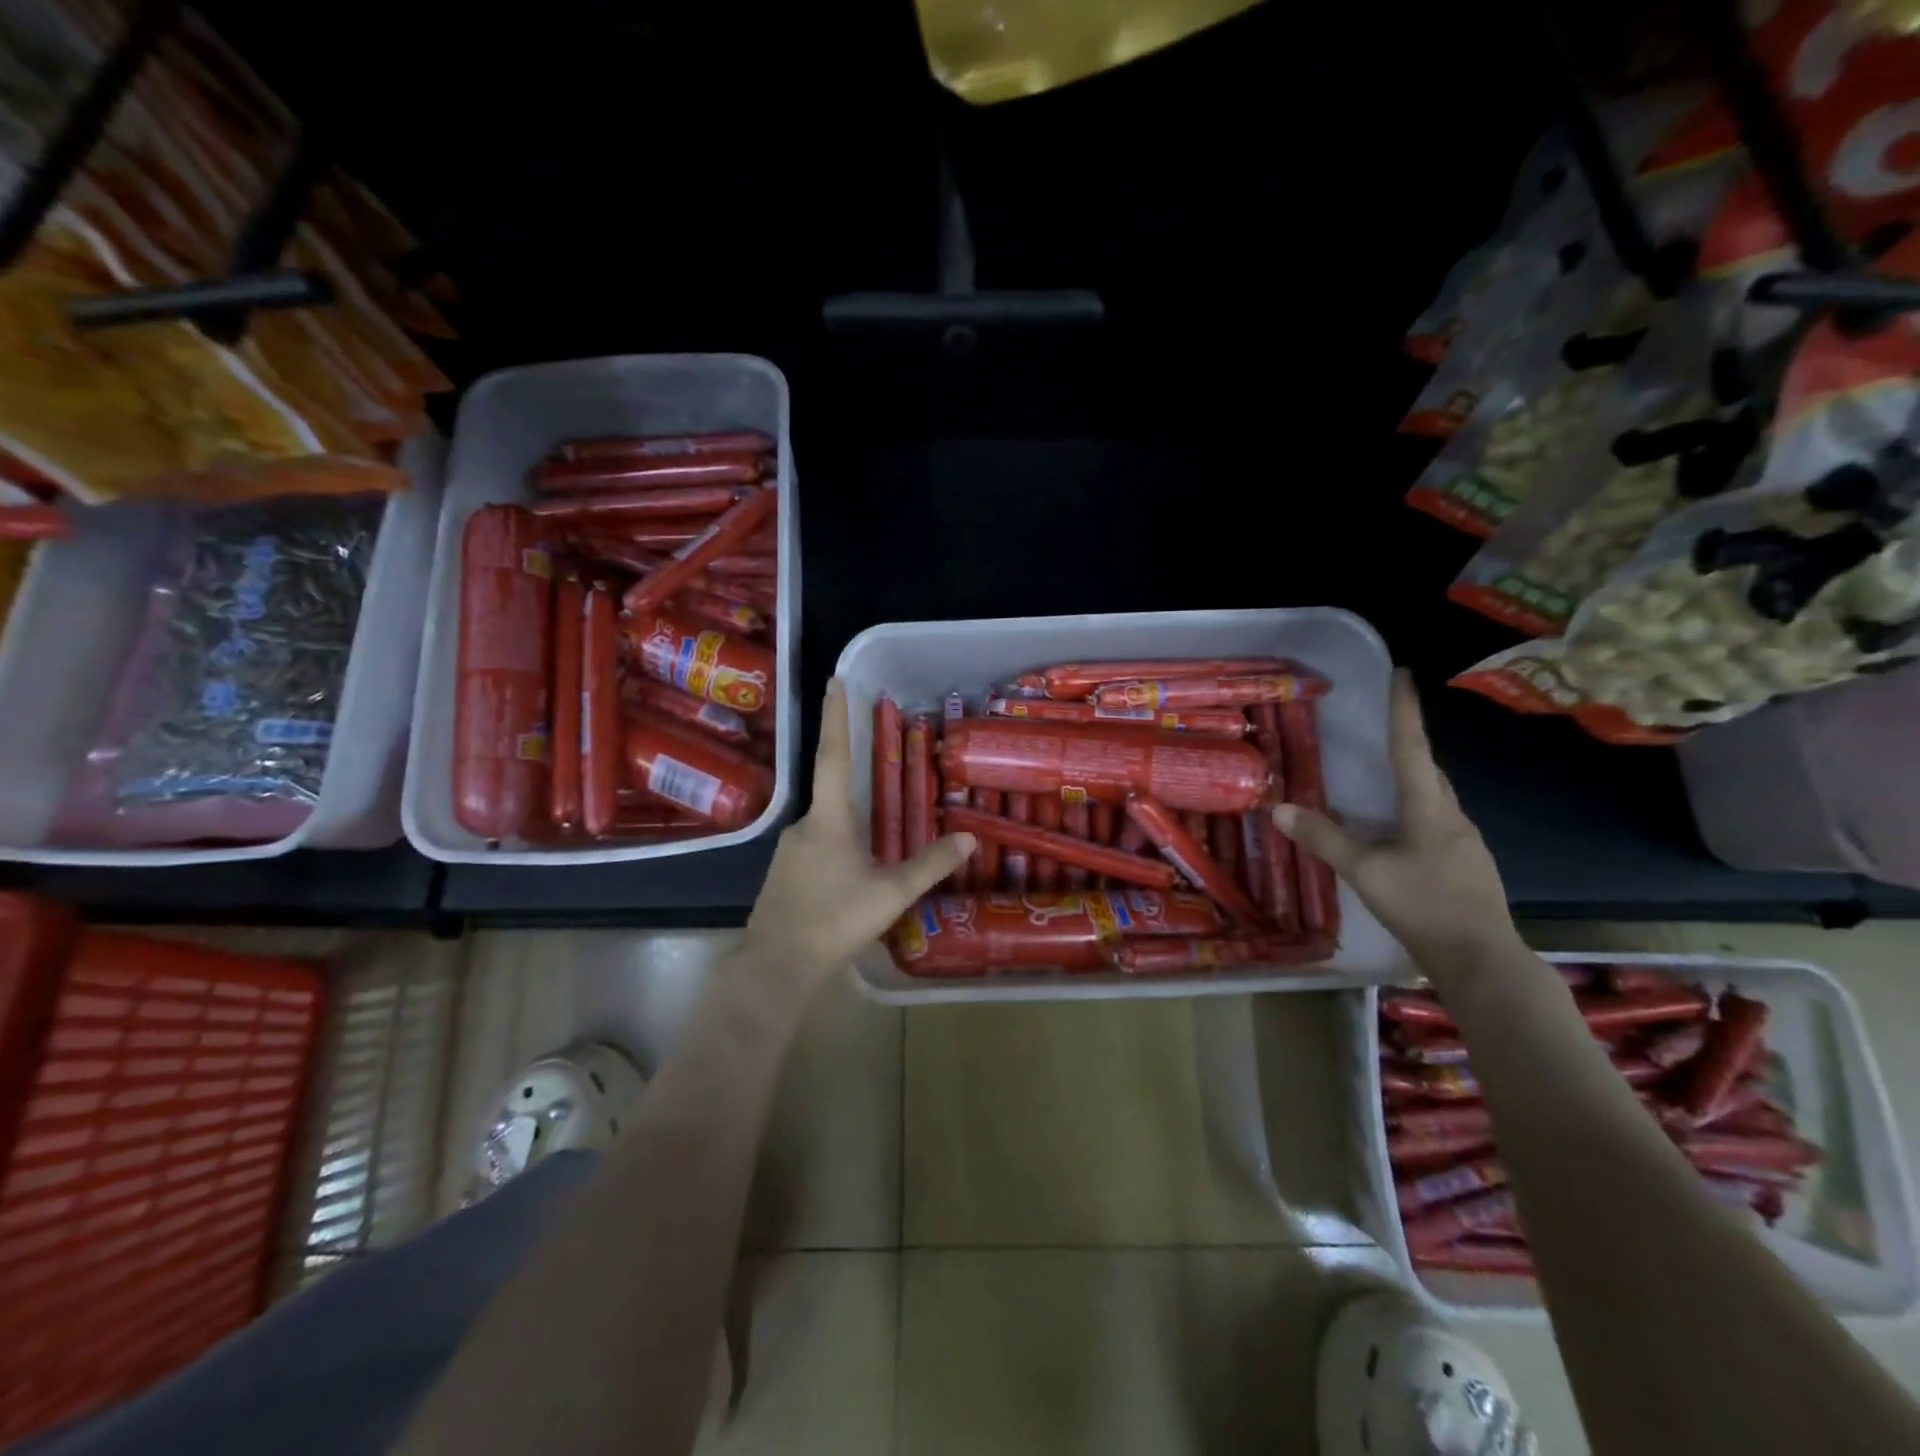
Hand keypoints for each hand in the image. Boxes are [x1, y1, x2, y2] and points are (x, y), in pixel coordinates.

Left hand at [740, 679, 974, 994]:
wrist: (776, 966)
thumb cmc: (834, 920)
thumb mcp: (890, 893)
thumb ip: (930, 864)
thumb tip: (968, 838)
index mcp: (828, 819)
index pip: (833, 755)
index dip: (835, 716)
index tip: (834, 680)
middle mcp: (804, 825)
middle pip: (835, 794)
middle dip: (858, 784)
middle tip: (886, 780)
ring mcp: (791, 850)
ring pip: (829, 826)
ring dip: (853, 827)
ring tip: (880, 844)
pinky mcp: (786, 874)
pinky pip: (820, 848)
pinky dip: (841, 850)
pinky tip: (857, 875)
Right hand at [1274, 669, 1521, 984]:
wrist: (1481, 960)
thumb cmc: (1423, 906)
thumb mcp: (1365, 872)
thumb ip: (1324, 839)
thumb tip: (1279, 808)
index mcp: (1430, 808)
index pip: (1412, 748)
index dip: (1404, 712)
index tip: (1402, 676)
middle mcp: (1453, 817)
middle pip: (1429, 770)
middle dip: (1408, 744)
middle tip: (1383, 725)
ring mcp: (1464, 843)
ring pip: (1434, 798)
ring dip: (1411, 780)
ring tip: (1382, 776)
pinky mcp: (1464, 866)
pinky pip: (1435, 823)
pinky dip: (1413, 812)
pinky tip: (1396, 831)